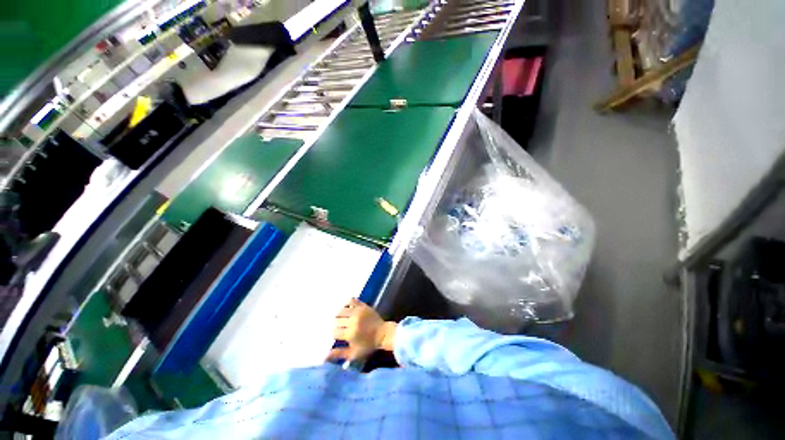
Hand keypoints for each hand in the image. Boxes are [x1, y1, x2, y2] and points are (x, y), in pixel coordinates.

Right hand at [327, 298, 396, 361]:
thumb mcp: (354, 353)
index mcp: (350, 333)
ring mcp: (358, 312)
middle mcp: (353, 321)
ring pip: (341, 310)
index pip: (334, 332)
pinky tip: (348, 309)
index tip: (338, 335)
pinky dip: (347, 304)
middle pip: (336, 320)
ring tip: (343, 319)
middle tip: (341, 327)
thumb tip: (324, 356)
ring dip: (340, 315)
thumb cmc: (368, 345)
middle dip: (337, 325)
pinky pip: (351, 300)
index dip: (335, 334)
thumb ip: (339, 354)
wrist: (383, 333)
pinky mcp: (362, 305)